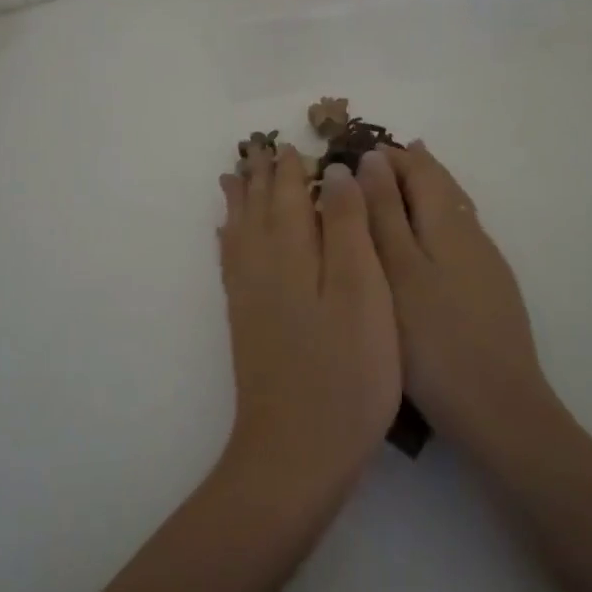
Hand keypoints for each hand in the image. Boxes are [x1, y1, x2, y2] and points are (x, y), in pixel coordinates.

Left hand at [217, 144, 401, 492]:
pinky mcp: (245, 322)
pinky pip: (231, 263)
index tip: (291, 142)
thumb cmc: (346, 371)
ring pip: (240, 231)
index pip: (289, 194)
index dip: (291, 167)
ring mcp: (249, 296)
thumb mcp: (363, 292)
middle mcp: (262, 265)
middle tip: (257, 148)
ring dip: (239, 201)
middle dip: (260, 176)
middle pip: (258, 207)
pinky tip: (228, 238)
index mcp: (293, 252)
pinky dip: (229, 240)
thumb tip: (336, 172)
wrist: (296, 450)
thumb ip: (349, 227)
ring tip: (233, 177)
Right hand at [355, 144, 561, 462]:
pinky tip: (424, 242)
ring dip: (424, 193)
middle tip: (375, 160)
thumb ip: (383, 212)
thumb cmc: (434, 338)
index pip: (420, 169)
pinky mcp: (491, 291)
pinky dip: (434, 221)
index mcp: (448, 222)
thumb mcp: (397, 270)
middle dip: (409, 168)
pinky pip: (458, 236)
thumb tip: (373, 158)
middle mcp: (472, 233)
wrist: (500, 410)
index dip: (389, 156)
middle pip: (442, 184)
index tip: (355, 152)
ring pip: (452, 210)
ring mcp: (486, 264)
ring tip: (395, 188)